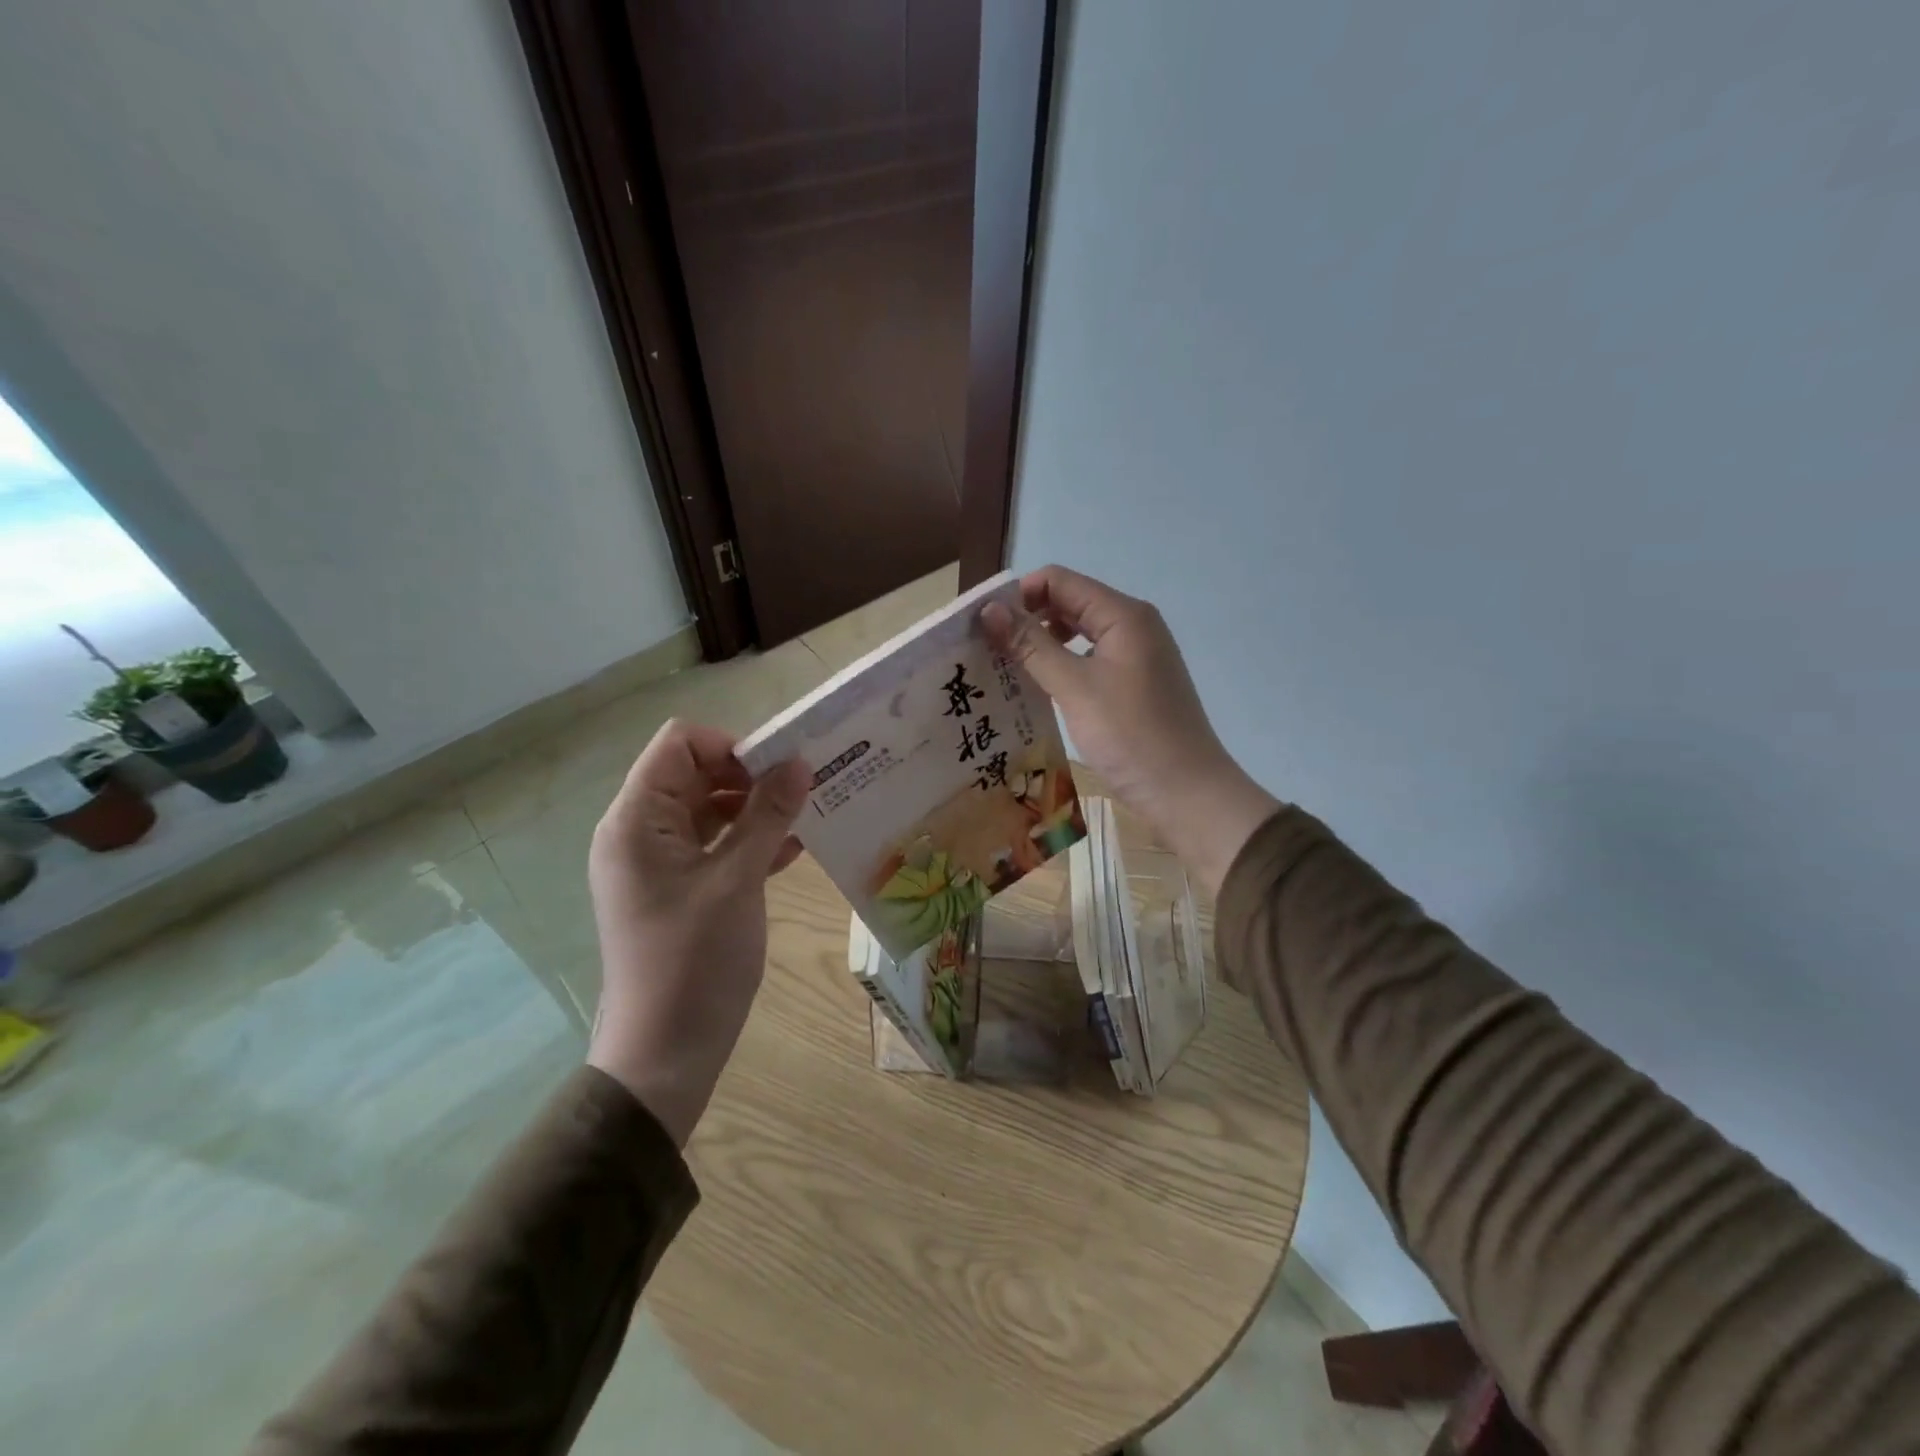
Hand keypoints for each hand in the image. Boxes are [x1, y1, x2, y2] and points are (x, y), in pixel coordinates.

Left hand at [585, 720, 809, 1145]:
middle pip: (695, 772)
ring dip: (755, 809)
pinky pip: (714, 845)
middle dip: (750, 775)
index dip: (731, 746)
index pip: (679, 743)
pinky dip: (749, 840)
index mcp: (637, 820)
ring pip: (709, 809)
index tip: (778, 772)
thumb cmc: (695, 960)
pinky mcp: (677, 888)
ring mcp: (657, 862)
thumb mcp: (737, 880)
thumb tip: (799, 762)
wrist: (665, 1052)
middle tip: (803, 791)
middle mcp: (640, 831)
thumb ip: (767, 815)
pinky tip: (792, 852)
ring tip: (806, 817)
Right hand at [982, 566, 1280, 897]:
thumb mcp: (1075, 687)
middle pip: (1070, 602)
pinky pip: (1091, 659)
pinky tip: (1041, 688)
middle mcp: (1133, 625)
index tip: (983, 625)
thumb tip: (989, 610)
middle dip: (1028, 618)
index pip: (1059, 580)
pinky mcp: (1136, 682)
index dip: (1019, 594)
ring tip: (1008, 668)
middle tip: (988, 648)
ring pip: (1080, 633)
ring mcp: (1138, 655)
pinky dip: (1064, 665)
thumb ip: (1031, 645)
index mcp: (1123, 614)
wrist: (1187, 793)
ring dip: (1044, 643)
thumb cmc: (1131, 736)